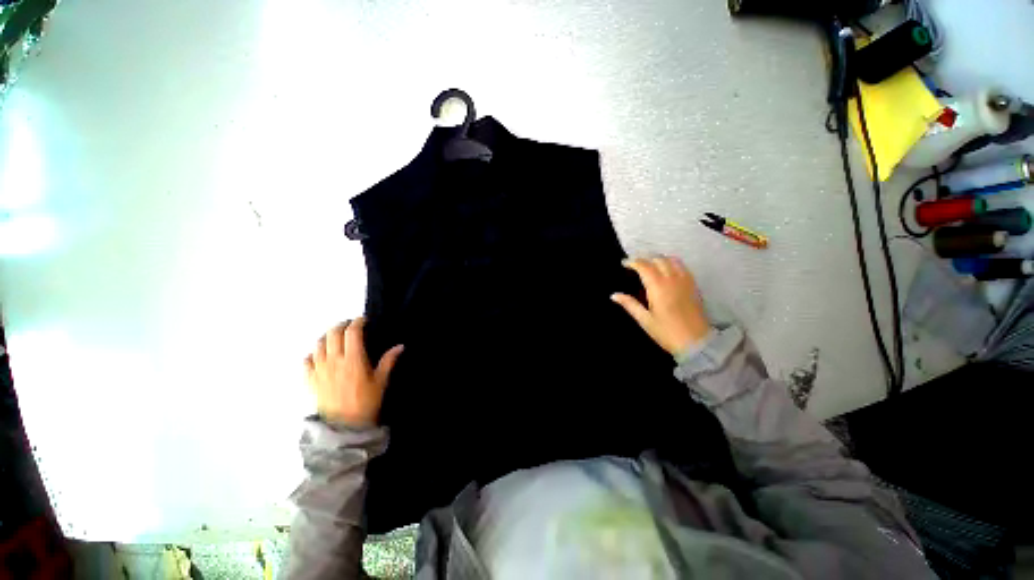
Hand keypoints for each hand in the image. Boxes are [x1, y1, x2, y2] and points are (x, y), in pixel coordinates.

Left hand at [304, 317, 403, 426]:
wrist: (344, 427)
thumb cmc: (366, 402)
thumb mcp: (381, 381)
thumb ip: (388, 361)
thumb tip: (400, 346)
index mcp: (353, 359)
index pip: (352, 332)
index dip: (357, 322)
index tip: (364, 320)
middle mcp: (334, 361)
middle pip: (332, 334)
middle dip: (341, 325)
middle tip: (350, 326)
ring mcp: (319, 370)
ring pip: (318, 344)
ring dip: (327, 337)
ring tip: (336, 338)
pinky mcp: (310, 380)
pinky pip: (306, 361)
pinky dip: (312, 354)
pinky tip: (319, 356)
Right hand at [611, 256, 710, 354]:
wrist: (697, 342)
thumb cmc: (667, 332)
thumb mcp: (645, 320)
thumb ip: (629, 305)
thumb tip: (614, 295)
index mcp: (658, 287)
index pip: (644, 266)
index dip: (633, 262)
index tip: (624, 264)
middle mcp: (672, 279)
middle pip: (658, 259)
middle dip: (644, 259)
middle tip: (634, 265)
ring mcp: (685, 281)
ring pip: (672, 260)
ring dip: (659, 259)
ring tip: (650, 265)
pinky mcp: (693, 285)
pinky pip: (682, 266)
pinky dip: (672, 263)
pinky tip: (666, 271)